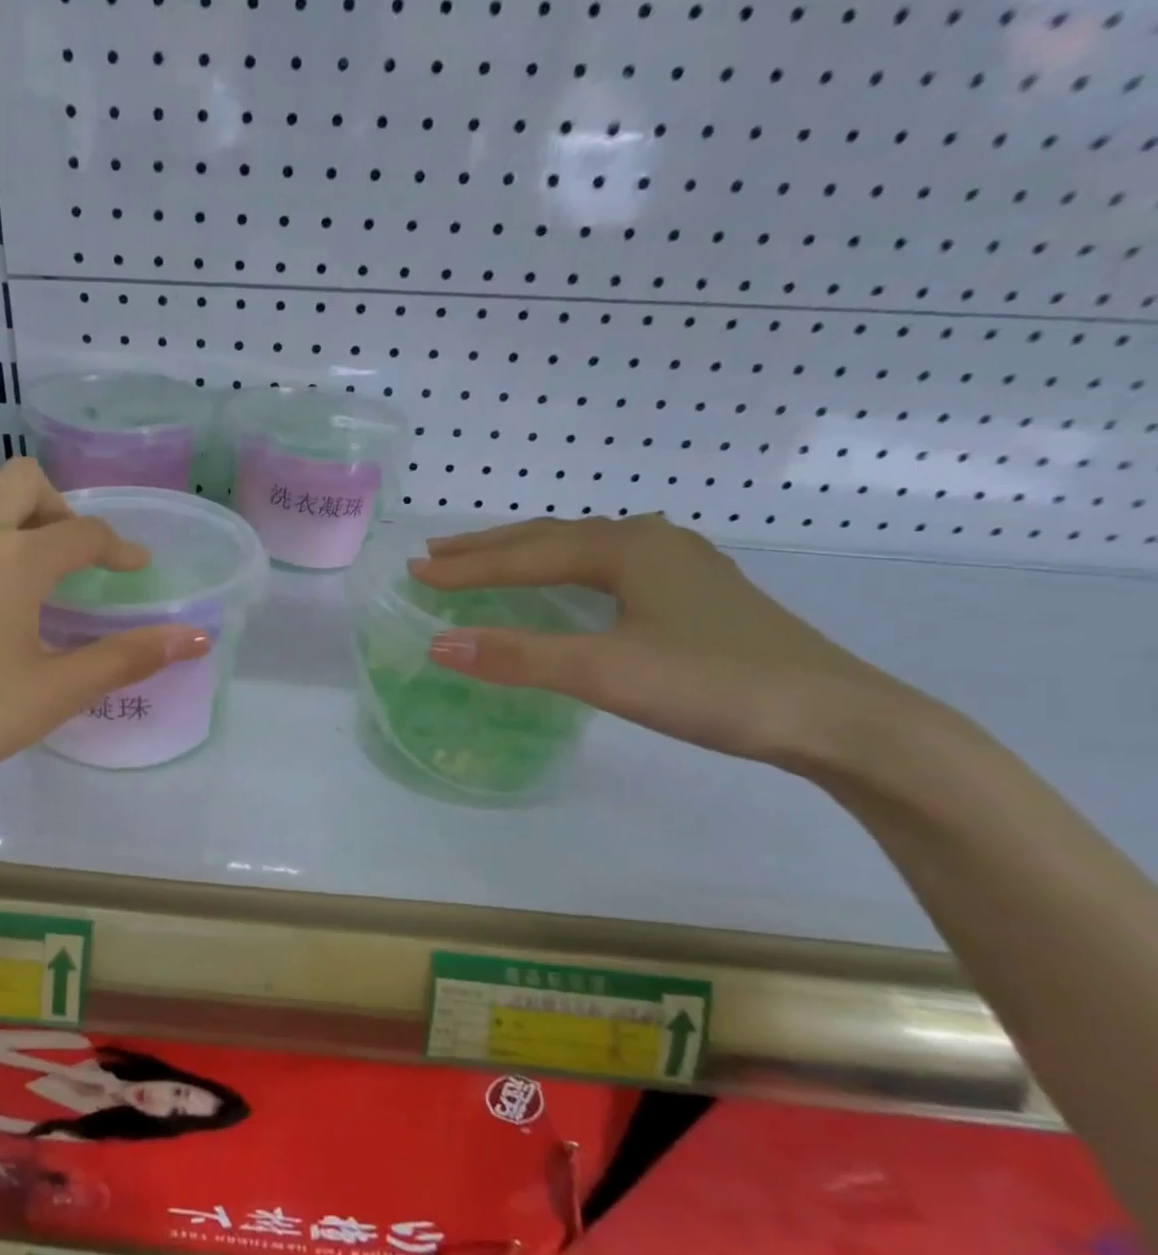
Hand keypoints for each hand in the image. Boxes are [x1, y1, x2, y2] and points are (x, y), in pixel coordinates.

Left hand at [0, 460, 209, 834]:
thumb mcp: (55, 693)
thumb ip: (128, 658)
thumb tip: (197, 638)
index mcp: (15, 558)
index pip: (83, 533)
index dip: (119, 549)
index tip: (136, 569)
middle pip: (26, 481)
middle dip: (62, 509)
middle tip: (76, 559)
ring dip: (14, 508)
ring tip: (27, 559)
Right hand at [414, 515, 920, 769]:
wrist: (839, 717)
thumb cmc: (715, 685)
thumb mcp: (605, 672)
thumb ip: (519, 657)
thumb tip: (438, 644)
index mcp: (627, 548)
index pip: (526, 555)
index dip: (467, 566)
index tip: (415, 571)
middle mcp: (651, 541)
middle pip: (552, 537)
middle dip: (490, 547)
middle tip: (437, 554)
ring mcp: (680, 564)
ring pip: (585, 548)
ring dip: (529, 554)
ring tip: (488, 561)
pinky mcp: (697, 592)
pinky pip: (611, 565)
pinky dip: (568, 568)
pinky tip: (572, 579)